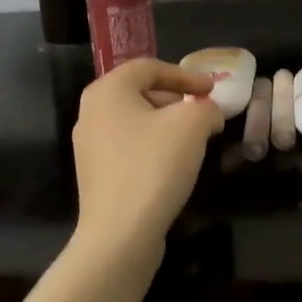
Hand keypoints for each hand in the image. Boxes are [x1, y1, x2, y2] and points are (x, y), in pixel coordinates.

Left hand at [71, 59, 224, 257]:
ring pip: (135, 122)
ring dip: (167, 125)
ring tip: (194, 140)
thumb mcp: (192, 124)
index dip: (185, 75)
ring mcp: (89, 146)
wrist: (120, 234)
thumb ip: (206, 108)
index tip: (212, 90)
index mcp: (107, 91)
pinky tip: (173, 165)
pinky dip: (153, 147)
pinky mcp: (96, 175)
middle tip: (203, 112)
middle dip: (176, 99)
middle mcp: (90, 113)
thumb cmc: (154, 165)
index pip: (149, 67)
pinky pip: (129, 148)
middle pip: (140, 92)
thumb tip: (209, 113)